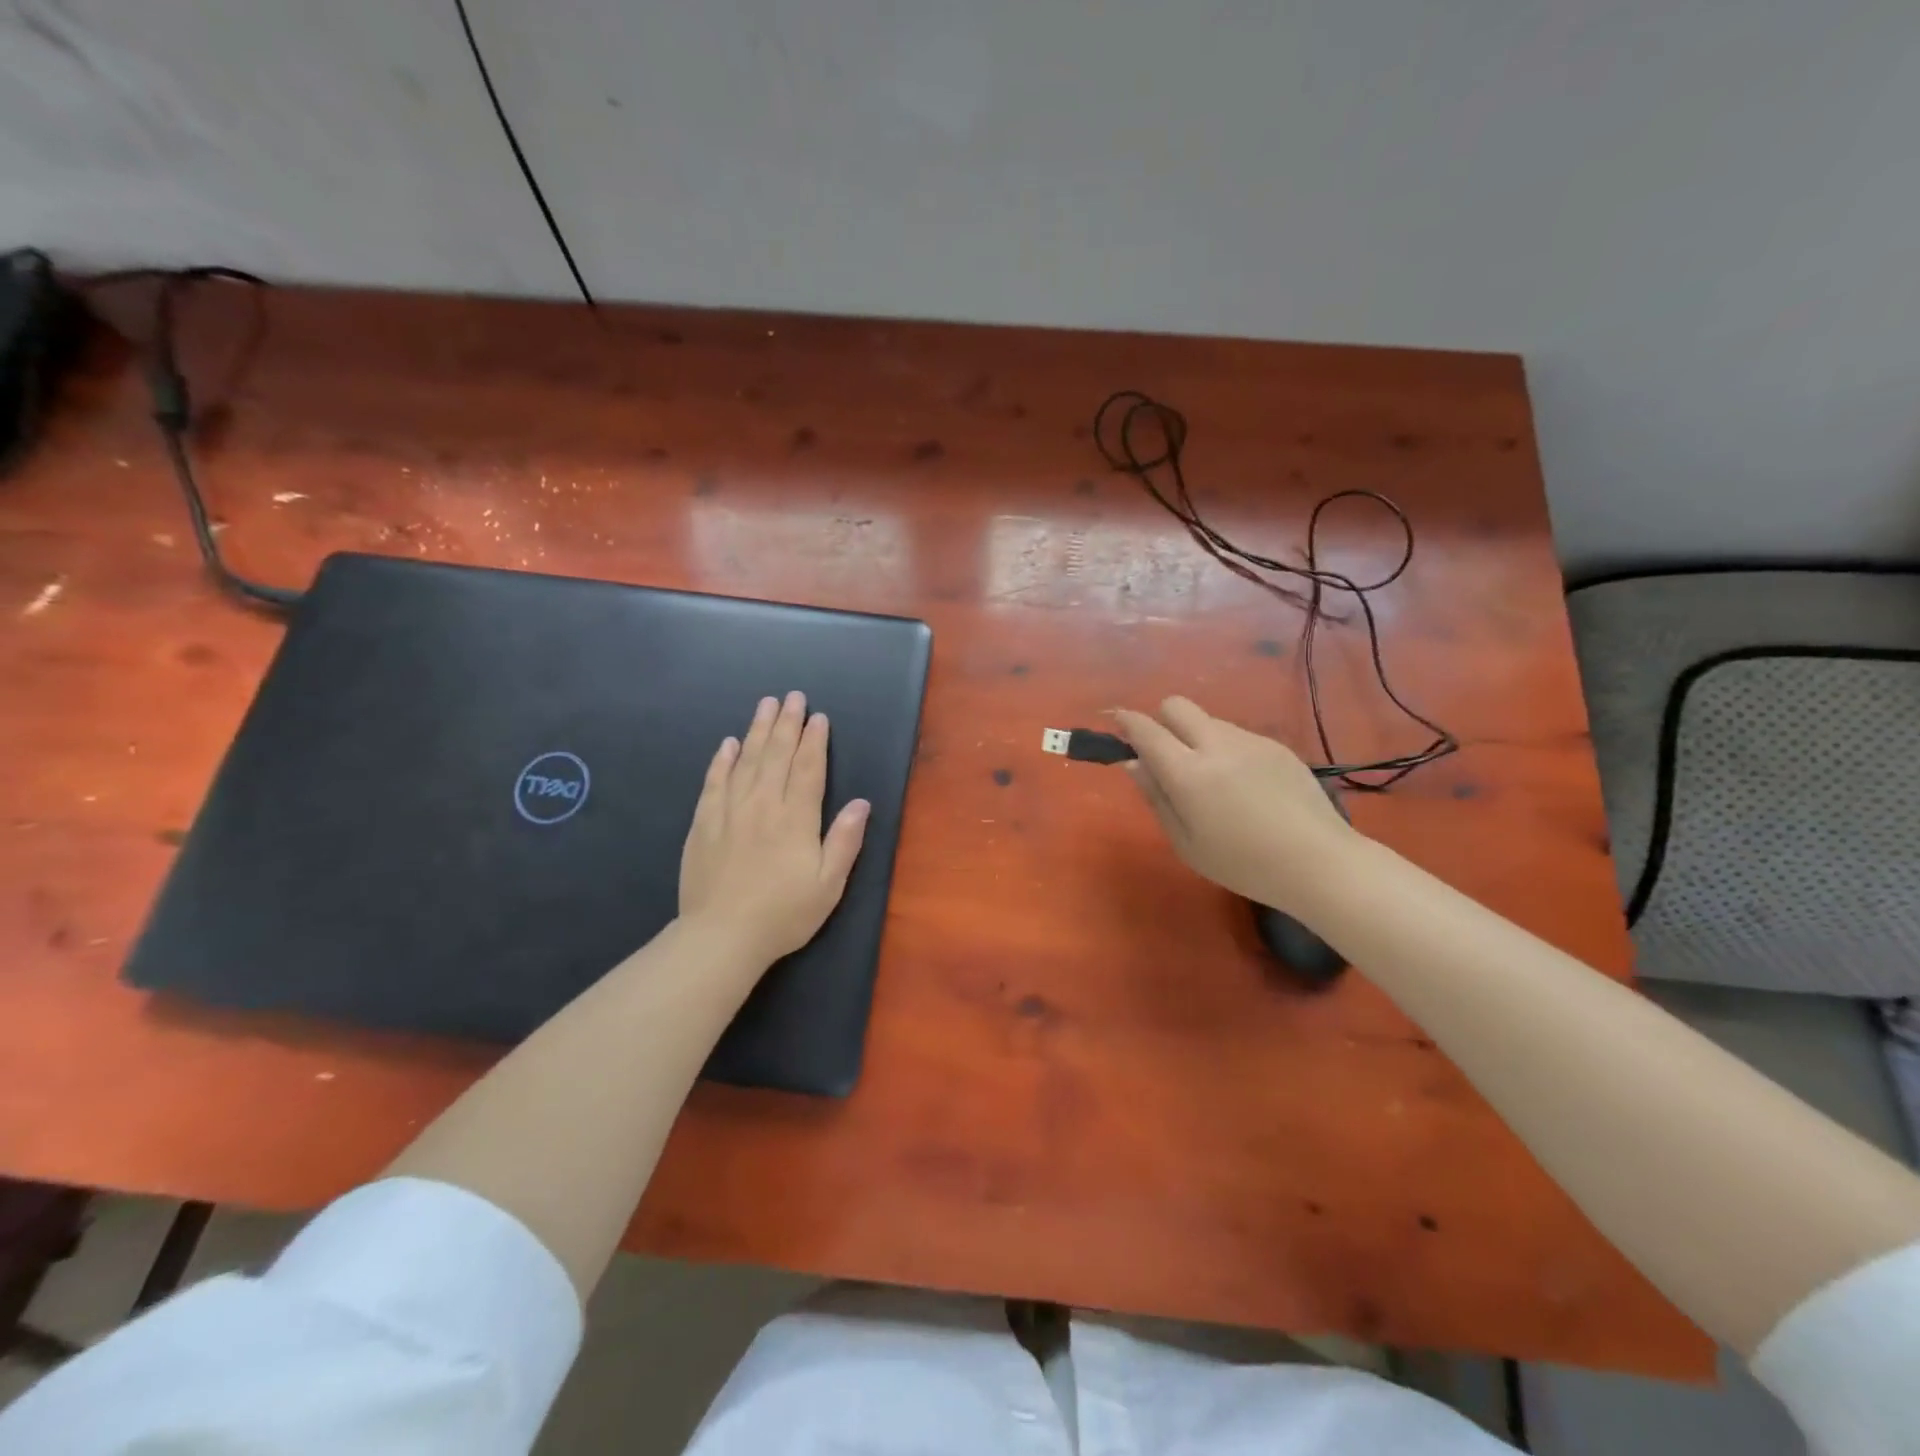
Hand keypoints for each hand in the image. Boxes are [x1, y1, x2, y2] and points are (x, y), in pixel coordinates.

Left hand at [679, 691, 870, 971]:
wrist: (721, 937)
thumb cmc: (784, 914)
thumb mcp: (829, 884)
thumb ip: (845, 840)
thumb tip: (862, 802)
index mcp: (796, 819)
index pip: (808, 769)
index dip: (814, 741)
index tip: (818, 717)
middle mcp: (763, 805)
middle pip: (776, 755)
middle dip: (786, 724)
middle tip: (792, 697)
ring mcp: (729, 812)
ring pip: (745, 761)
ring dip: (757, 731)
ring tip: (765, 705)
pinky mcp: (703, 824)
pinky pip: (713, 782)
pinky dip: (722, 761)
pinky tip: (727, 744)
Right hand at [1113, 697, 1354, 915]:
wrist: (1318, 863)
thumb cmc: (1243, 865)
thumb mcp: (1187, 843)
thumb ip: (1157, 798)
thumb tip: (1134, 764)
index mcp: (1188, 774)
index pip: (1147, 730)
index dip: (1126, 721)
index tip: (1117, 721)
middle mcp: (1217, 746)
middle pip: (1176, 705)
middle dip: (1161, 719)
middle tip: (1165, 754)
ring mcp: (1250, 741)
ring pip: (1208, 720)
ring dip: (1195, 737)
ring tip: (1211, 780)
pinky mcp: (1276, 746)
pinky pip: (1237, 735)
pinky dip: (1226, 749)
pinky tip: (1244, 787)